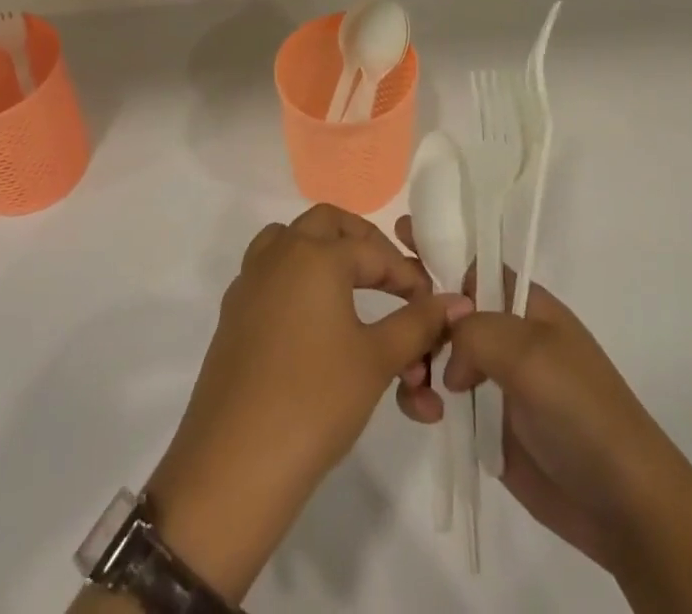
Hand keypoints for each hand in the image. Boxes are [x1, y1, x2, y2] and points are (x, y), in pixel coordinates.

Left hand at [145, 206, 468, 601]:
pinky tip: (313, 320)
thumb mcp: (377, 360)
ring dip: (322, 252)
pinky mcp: (233, 314)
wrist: (234, 467)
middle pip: (326, 224)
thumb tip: (458, 301)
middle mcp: (279, 254)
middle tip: (389, 278)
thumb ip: (418, 324)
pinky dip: (295, 279)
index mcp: (315, 255)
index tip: (431, 307)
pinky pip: (269, 274)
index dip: (408, 277)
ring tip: (351, 286)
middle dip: (363, 244)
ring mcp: (250, 282)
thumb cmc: (315, 402)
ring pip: (289, 241)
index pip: (374, 252)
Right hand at [393, 217, 686, 576]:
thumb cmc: (581, 409)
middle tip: (392, 325)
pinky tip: (426, 416)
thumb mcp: (531, 352)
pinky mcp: (484, 424)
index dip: (438, 245)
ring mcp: (493, 379)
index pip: (473, 261)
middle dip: (416, 309)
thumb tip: (448, 361)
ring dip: (415, 360)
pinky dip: (423, 401)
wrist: (621, 502)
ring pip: (436, 352)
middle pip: (446, 306)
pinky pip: (439, 399)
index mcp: (523, 303)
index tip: (397, 234)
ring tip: (414, 384)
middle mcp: (505, 333)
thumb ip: (477, 332)